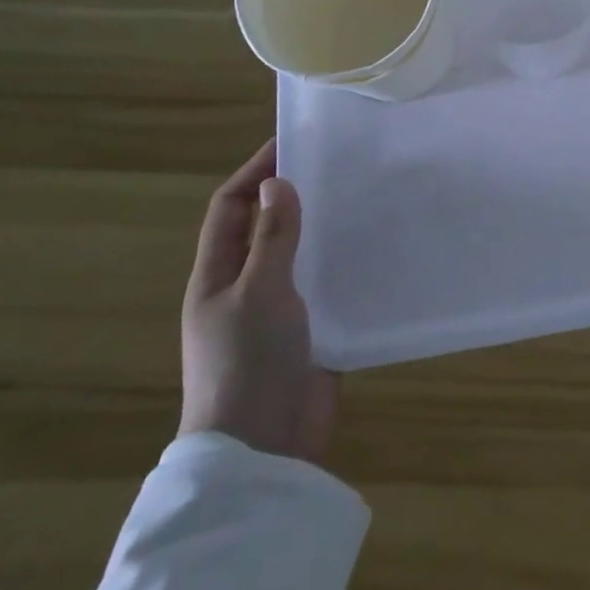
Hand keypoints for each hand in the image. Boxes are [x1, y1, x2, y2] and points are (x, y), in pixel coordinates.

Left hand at [179, 139, 337, 463]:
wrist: (263, 447)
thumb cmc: (249, 361)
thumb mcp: (259, 291)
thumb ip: (271, 237)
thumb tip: (278, 182)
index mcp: (217, 275)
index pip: (231, 207)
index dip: (255, 171)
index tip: (294, 142)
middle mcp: (242, 286)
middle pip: (263, 225)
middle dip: (292, 192)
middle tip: (337, 164)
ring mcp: (274, 309)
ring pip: (296, 251)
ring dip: (319, 224)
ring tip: (361, 196)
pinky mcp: (307, 328)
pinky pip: (322, 281)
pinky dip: (339, 259)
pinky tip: (372, 247)